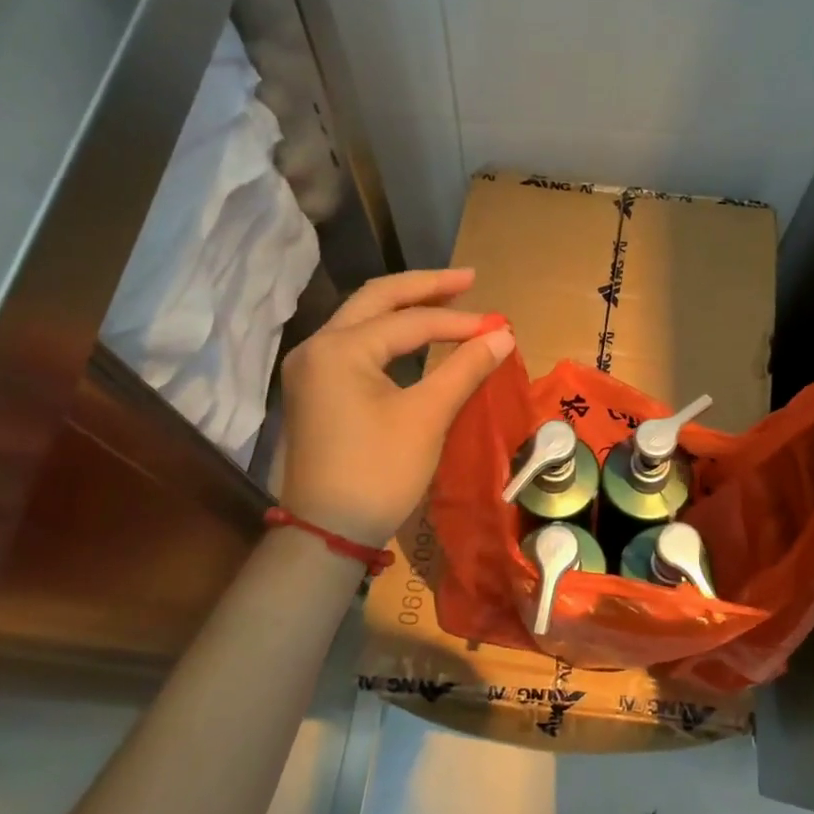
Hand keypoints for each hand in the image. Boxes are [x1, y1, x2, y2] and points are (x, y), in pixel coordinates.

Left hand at [278, 268, 513, 548]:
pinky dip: (389, 335)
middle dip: (425, 288)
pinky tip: (416, 337)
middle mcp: (317, 346)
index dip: (459, 321)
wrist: (327, 533)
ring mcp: (311, 367)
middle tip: (469, 280)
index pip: (409, 321)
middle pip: (376, 300)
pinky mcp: (315, 388)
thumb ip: (464, 368)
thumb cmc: (378, 473)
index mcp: (340, 348)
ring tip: (449, 300)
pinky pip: (356, 344)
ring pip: (362, 319)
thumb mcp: (427, 417)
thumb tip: (503, 334)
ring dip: (405, 308)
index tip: (499, 326)